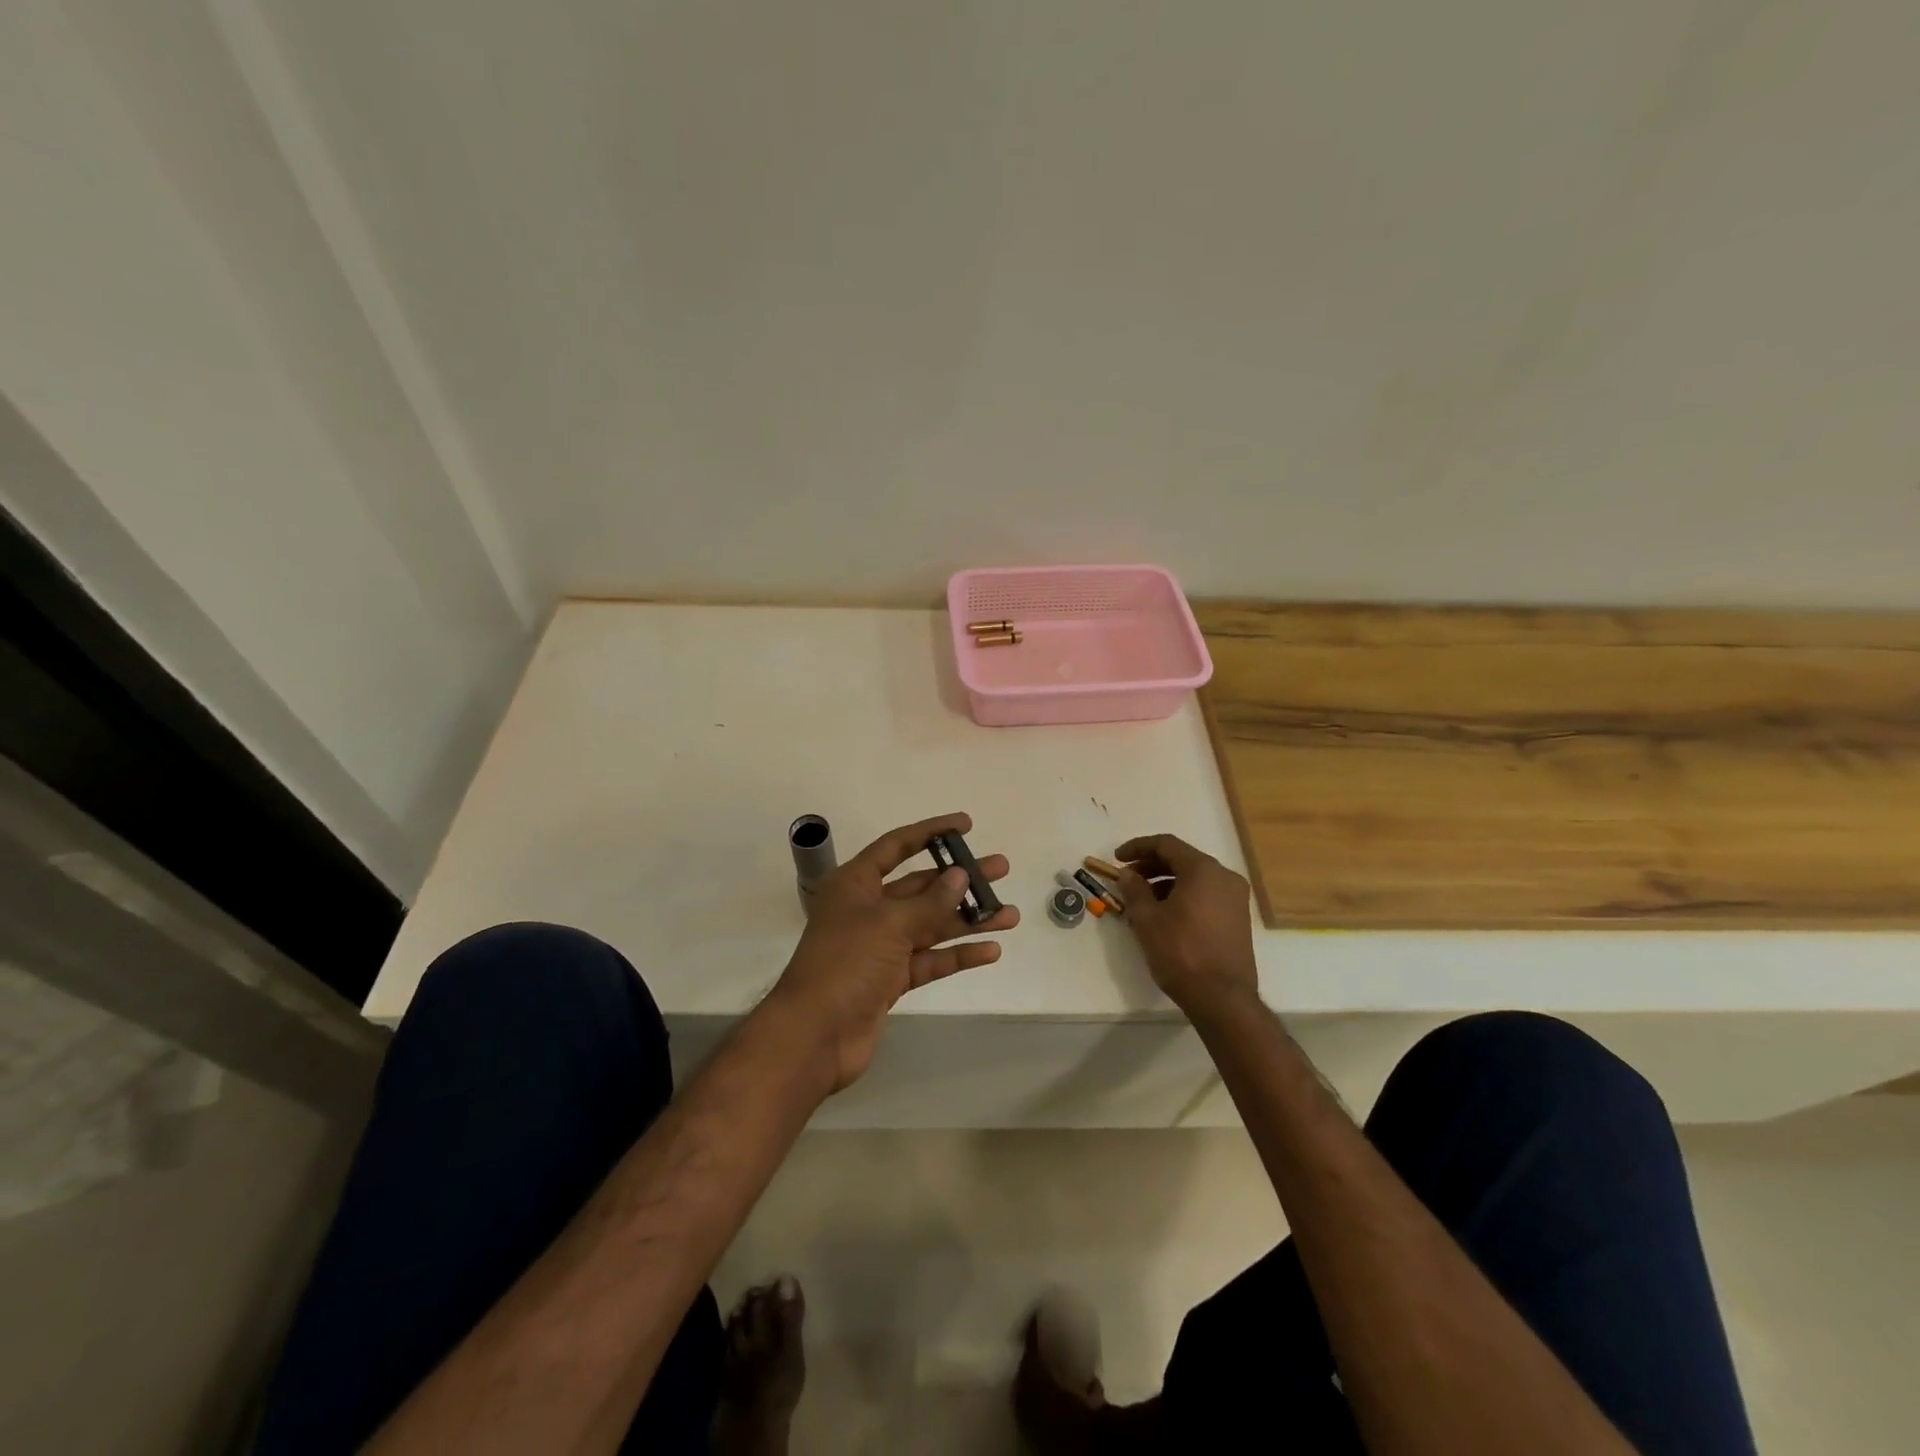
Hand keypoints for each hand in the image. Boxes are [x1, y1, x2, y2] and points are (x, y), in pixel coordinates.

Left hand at [770, 813, 1017, 1091]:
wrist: (814, 1035)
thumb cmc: (845, 963)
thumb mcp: (888, 924)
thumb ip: (929, 901)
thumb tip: (961, 875)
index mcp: (856, 884)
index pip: (897, 846)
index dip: (931, 832)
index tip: (965, 824)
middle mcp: (868, 910)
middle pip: (921, 886)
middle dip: (961, 879)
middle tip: (1000, 869)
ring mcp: (881, 946)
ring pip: (931, 925)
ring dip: (968, 919)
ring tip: (1010, 914)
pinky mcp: (891, 979)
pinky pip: (930, 959)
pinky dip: (957, 954)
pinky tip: (990, 950)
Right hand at [1111, 834, 1257, 1013]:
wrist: (1222, 998)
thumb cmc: (1181, 952)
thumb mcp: (1147, 919)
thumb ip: (1134, 889)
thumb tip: (1128, 874)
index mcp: (1203, 870)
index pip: (1166, 844)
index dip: (1138, 847)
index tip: (1117, 858)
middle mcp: (1224, 877)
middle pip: (1182, 859)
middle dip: (1151, 866)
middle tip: (1127, 879)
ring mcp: (1235, 898)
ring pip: (1194, 879)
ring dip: (1165, 883)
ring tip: (1141, 903)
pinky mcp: (1238, 918)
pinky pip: (1205, 895)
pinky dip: (1183, 897)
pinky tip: (1164, 916)